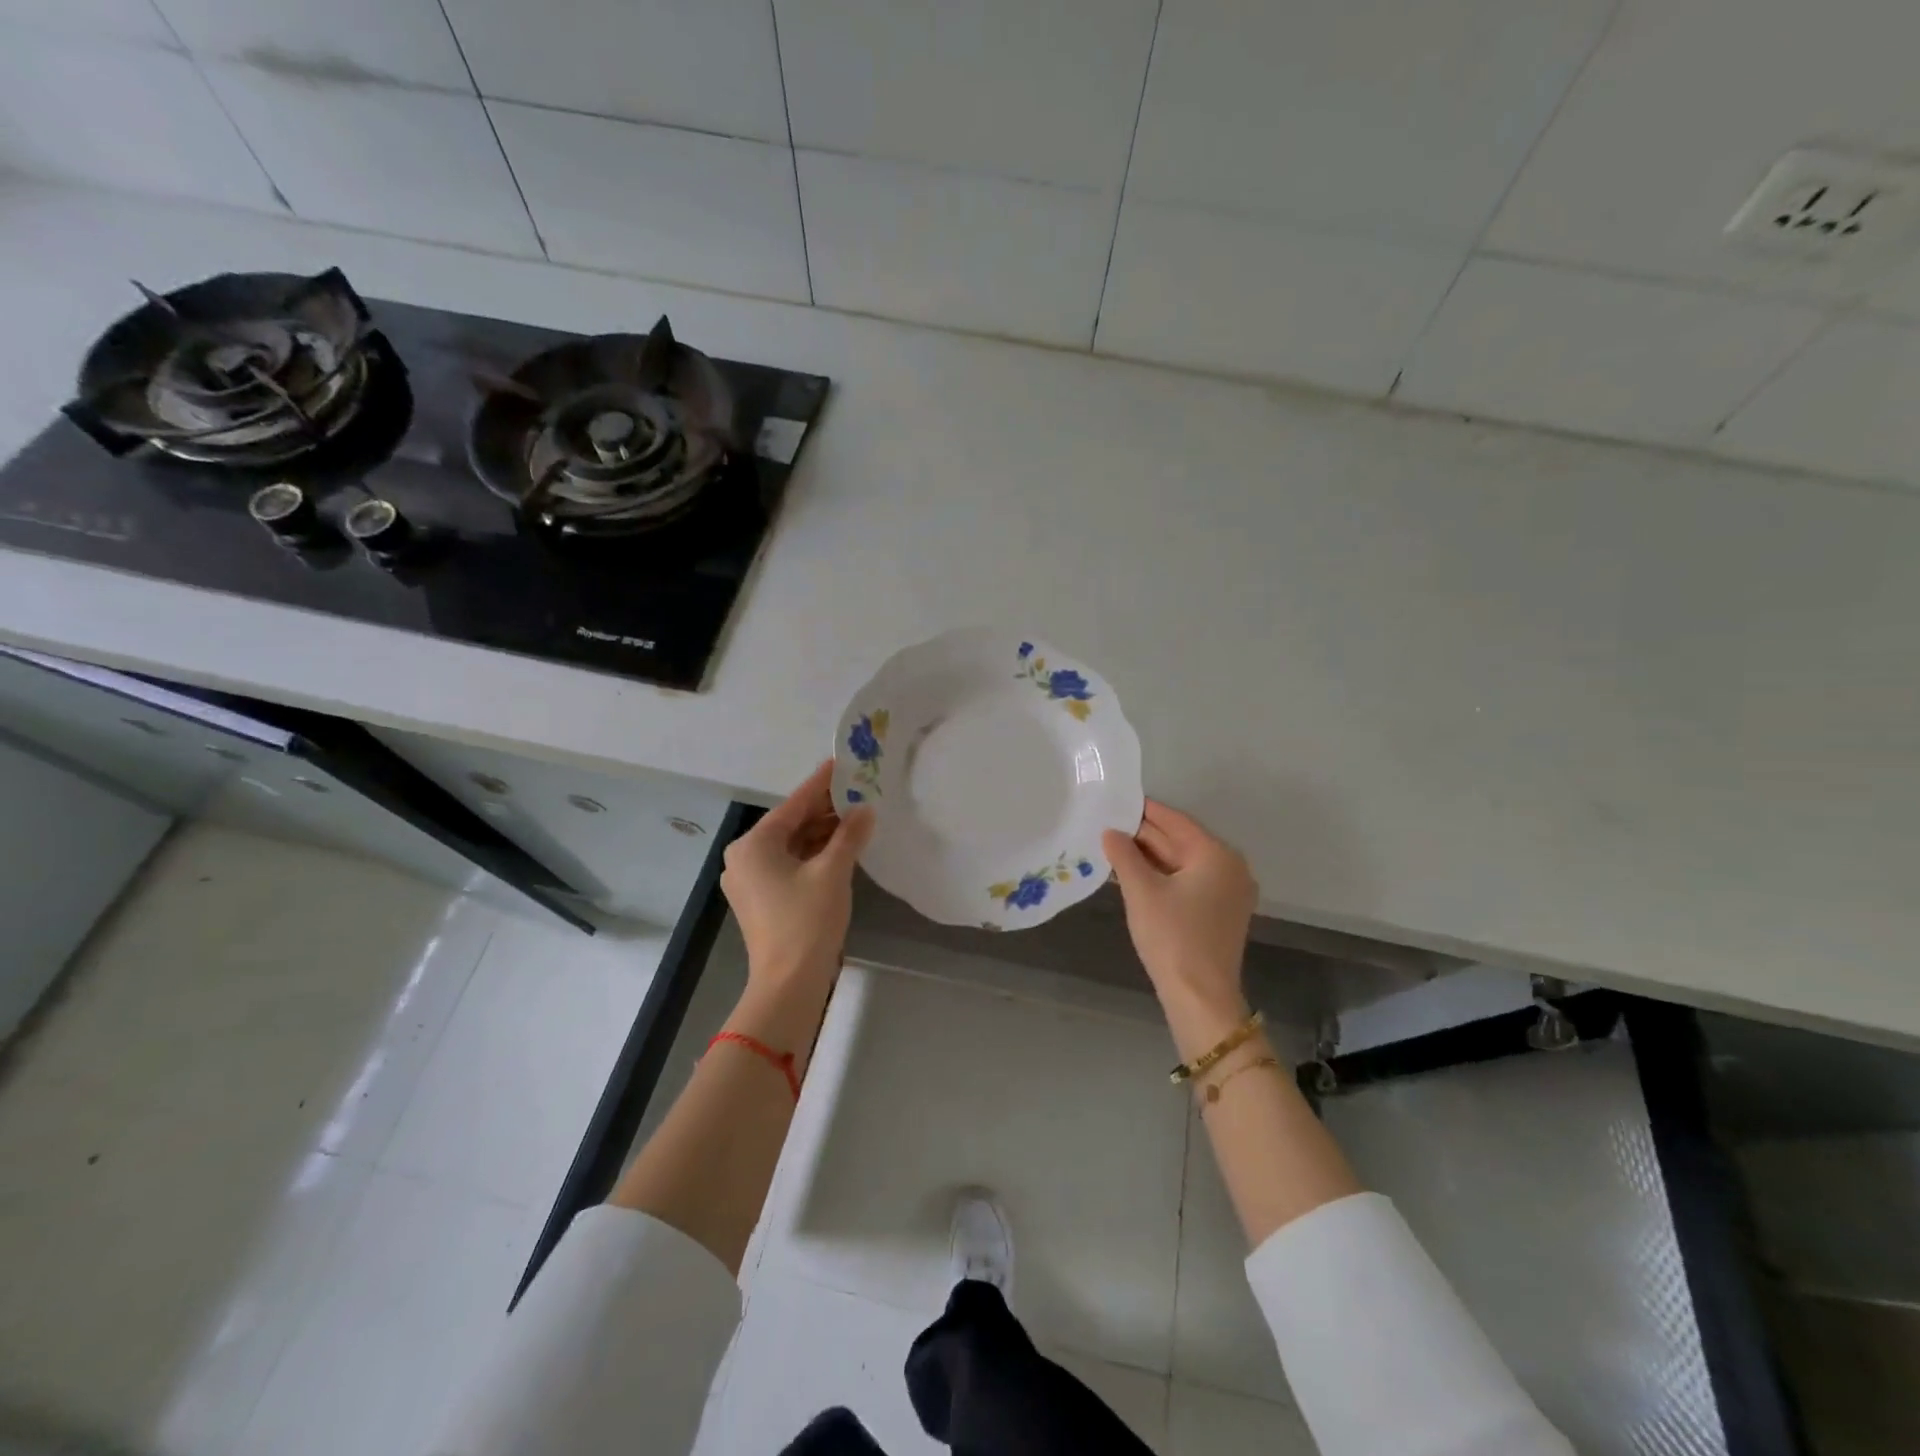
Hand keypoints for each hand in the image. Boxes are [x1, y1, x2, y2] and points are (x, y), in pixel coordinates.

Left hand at [723, 761, 875, 987]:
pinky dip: (813, 854)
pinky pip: (789, 864)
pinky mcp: (760, 899)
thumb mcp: (833, 872)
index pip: (794, 804)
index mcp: (754, 844)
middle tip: (858, 792)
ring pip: (791, 845)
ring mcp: (750, 880)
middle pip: (790, 824)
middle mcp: (744, 857)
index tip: (842, 763)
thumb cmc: (807, 920)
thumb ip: (849, 835)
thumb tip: (865, 810)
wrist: (788, 983)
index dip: (821, 784)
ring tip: (856, 817)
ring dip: (821, 833)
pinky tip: (840, 846)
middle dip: (824, 810)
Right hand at [1103, 801, 1256, 1031]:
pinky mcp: (1221, 913)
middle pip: (1182, 841)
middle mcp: (1230, 867)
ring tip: (1114, 846)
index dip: (1145, 811)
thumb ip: (1124, 855)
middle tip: (1108, 823)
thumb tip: (1111, 832)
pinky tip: (1134, 874)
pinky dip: (1164, 876)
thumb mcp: (1141, 891)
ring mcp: (1229, 892)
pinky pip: (1189, 882)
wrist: (1200, 997)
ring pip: (1184, 863)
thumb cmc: (1172, 937)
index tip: (1118, 799)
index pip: (1176, 822)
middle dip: (1145, 835)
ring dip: (1151, 856)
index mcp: (1217, 855)